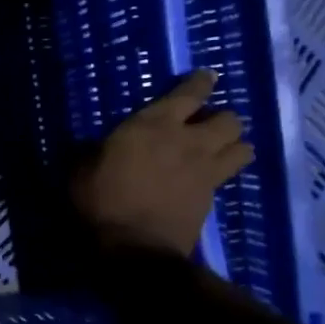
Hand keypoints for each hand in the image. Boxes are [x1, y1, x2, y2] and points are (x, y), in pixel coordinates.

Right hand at [72, 70, 253, 257]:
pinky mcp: (212, 197)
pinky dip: (223, 173)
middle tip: (204, 126)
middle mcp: (189, 141)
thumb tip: (92, 147)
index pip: (190, 93)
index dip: (201, 83)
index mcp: (154, 125)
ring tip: (218, 150)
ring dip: (233, 145)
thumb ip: (92, 152)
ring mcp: (206, 170)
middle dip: (221, 119)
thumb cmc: (102, 200)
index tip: (208, 77)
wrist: (134, 246)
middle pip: (229, 119)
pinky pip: (229, 176)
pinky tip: (206, 178)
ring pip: (243, 147)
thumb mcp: (81, 170)